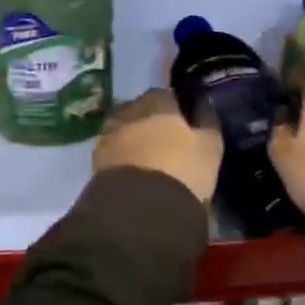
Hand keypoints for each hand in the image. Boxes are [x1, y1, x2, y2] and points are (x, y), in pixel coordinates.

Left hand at [93, 88, 222, 204]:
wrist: (139, 209)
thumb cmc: (182, 170)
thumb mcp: (209, 147)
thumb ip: (207, 121)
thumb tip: (203, 103)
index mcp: (157, 102)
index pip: (167, 95)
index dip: (176, 107)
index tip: (185, 122)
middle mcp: (129, 111)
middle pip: (142, 110)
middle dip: (152, 122)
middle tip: (167, 142)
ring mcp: (108, 135)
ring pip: (125, 131)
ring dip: (135, 140)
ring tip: (150, 161)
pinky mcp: (96, 162)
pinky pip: (114, 154)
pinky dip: (124, 159)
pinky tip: (135, 174)